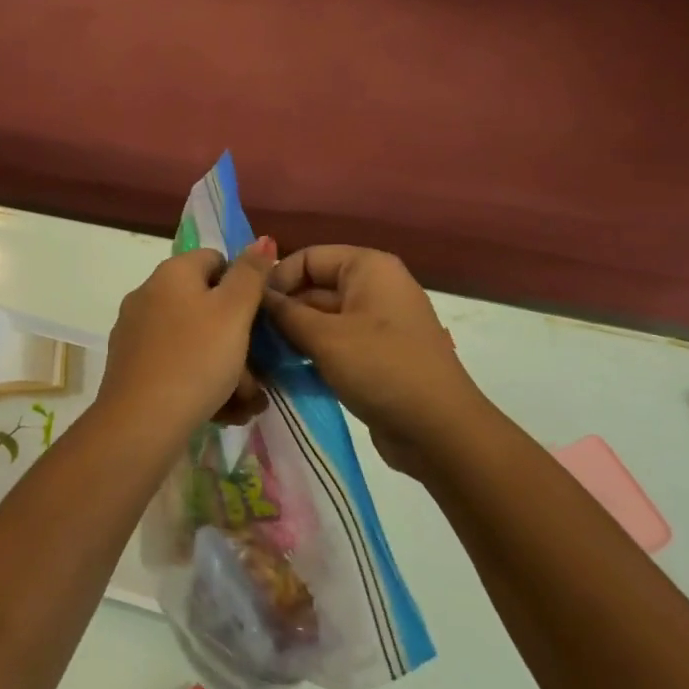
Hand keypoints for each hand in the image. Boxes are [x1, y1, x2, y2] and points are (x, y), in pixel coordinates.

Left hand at [98, 240, 278, 438]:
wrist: (140, 423)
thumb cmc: (196, 359)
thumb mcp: (234, 313)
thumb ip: (251, 274)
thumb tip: (262, 239)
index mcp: (172, 272)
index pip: (216, 260)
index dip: (242, 286)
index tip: (258, 321)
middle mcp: (148, 293)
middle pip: (205, 305)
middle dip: (236, 338)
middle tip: (257, 373)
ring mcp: (135, 331)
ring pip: (193, 340)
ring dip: (222, 366)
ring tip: (243, 401)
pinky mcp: (129, 365)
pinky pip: (174, 364)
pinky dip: (197, 381)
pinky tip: (217, 410)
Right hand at [262, 246, 479, 473]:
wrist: (440, 431)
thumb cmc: (381, 367)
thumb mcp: (325, 338)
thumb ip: (286, 314)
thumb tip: (257, 297)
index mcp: (368, 267)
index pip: (309, 257)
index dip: (277, 279)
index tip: (249, 308)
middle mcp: (374, 287)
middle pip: (314, 287)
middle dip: (283, 310)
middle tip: (248, 336)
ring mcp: (377, 323)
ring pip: (322, 319)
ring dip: (293, 335)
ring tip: (260, 356)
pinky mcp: (376, 355)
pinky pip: (335, 343)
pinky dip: (312, 353)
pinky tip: (284, 372)